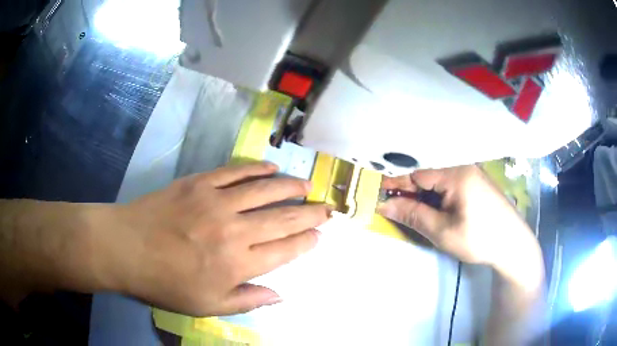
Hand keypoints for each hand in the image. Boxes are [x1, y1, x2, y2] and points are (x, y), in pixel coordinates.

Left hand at [101, 162, 329, 316]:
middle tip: (327, 208)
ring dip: (290, 187)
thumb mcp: (207, 305)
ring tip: (307, 185)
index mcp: (237, 264)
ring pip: (265, 190)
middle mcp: (234, 230)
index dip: (306, 241)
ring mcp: (216, 201)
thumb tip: (280, 295)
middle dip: (310, 213)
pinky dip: (256, 169)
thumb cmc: (166, 283)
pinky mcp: (199, 182)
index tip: (319, 235)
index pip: (285, 250)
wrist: (127, 248)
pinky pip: (235, 172)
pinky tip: (271, 167)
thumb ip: (247, 300)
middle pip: (283, 218)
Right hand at [378, 165, 533, 267]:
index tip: (380, 197)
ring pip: (441, 184)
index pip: (418, 175)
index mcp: (456, 174)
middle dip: (412, 195)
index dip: (398, 187)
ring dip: (427, 198)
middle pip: (430, 178)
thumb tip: (384, 205)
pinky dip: (441, 200)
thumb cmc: (479, 238)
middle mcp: (464, 168)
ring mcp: (473, 176)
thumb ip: (413, 215)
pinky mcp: (478, 186)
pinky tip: (439, 213)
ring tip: (418, 216)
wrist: (513, 245)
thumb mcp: (442, 231)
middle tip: (398, 212)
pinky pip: (452, 188)